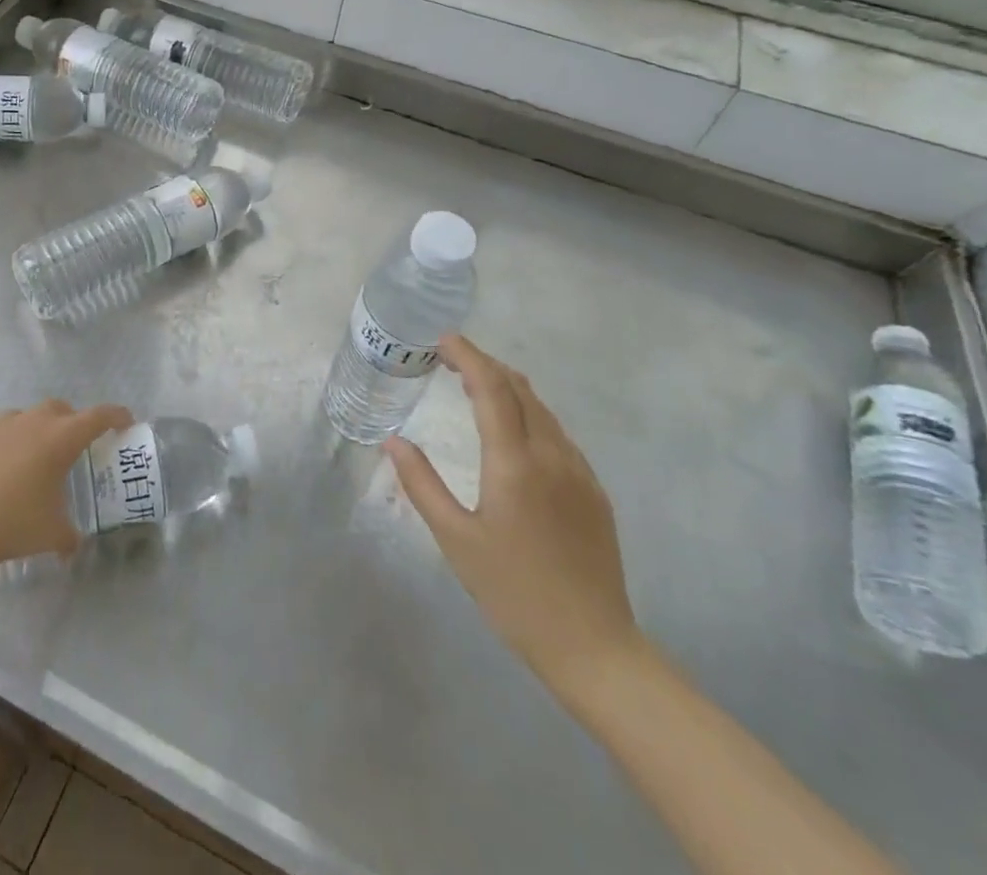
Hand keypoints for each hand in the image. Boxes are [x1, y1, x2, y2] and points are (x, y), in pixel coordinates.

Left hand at [0, 401, 132, 571]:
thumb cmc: (13, 525)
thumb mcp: (52, 534)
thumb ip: (70, 536)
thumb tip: (74, 545)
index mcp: (62, 439)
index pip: (99, 416)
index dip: (116, 416)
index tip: (124, 422)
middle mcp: (34, 421)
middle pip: (61, 410)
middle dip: (70, 423)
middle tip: (69, 448)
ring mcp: (1, 420)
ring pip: (26, 417)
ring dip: (33, 431)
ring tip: (25, 460)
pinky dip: (1, 439)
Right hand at [387, 336, 639, 692]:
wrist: (594, 647)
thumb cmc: (514, 592)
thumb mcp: (455, 539)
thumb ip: (421, 483)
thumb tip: (392, 441)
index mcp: (515, 463)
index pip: (491, 387)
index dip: (467, 355)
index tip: (442, 340)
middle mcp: (552, 455)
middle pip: (520, 388)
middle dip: (484, 363)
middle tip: (449, 358)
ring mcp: (579, 472)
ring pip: (542, 408)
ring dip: (507, 386)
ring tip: (474, 384)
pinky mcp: (594, 491)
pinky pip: (558, 433)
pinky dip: (529, 412)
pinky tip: (512, 428)